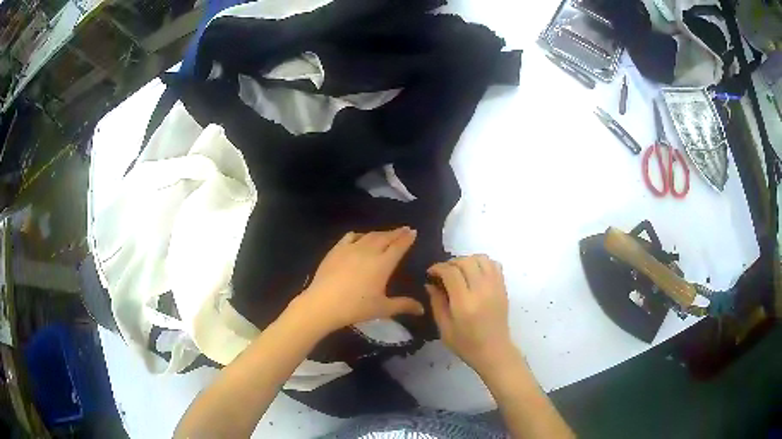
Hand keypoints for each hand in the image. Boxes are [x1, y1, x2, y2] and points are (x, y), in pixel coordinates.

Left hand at [293, 227, 424, 334]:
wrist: (323, 304)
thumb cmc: (356, 307)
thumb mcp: (383, 309)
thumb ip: (403, 305)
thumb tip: (422, 309)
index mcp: (383, 263)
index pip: (399, 246)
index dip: (407, 238)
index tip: (413, 231)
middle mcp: (369, 251)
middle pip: (385, 237)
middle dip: (396, 232)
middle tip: (404, 229)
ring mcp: (351, 248)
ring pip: (369, 236)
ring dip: (380, 233)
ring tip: (385, 234)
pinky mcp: (336, 250)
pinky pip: (350, 237)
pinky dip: (359, 235)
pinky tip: (359, 237)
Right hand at [426, 255, 515, 373]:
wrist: (494, 351)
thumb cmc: (466, 344)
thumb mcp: (444, 328)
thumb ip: (437, 303)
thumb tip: (430, 284)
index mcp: (465, 303)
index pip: (451, 272)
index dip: (438, 268)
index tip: (430, 273)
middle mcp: (482, 290)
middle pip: (466, 261)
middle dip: (451, 263)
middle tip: (443, 272)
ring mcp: (495, 287)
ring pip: (482, 258)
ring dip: (467, 260)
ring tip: (459, 271)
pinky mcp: (503, 288)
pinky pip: (494, 265)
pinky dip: (482, 263)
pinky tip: (475, 274)